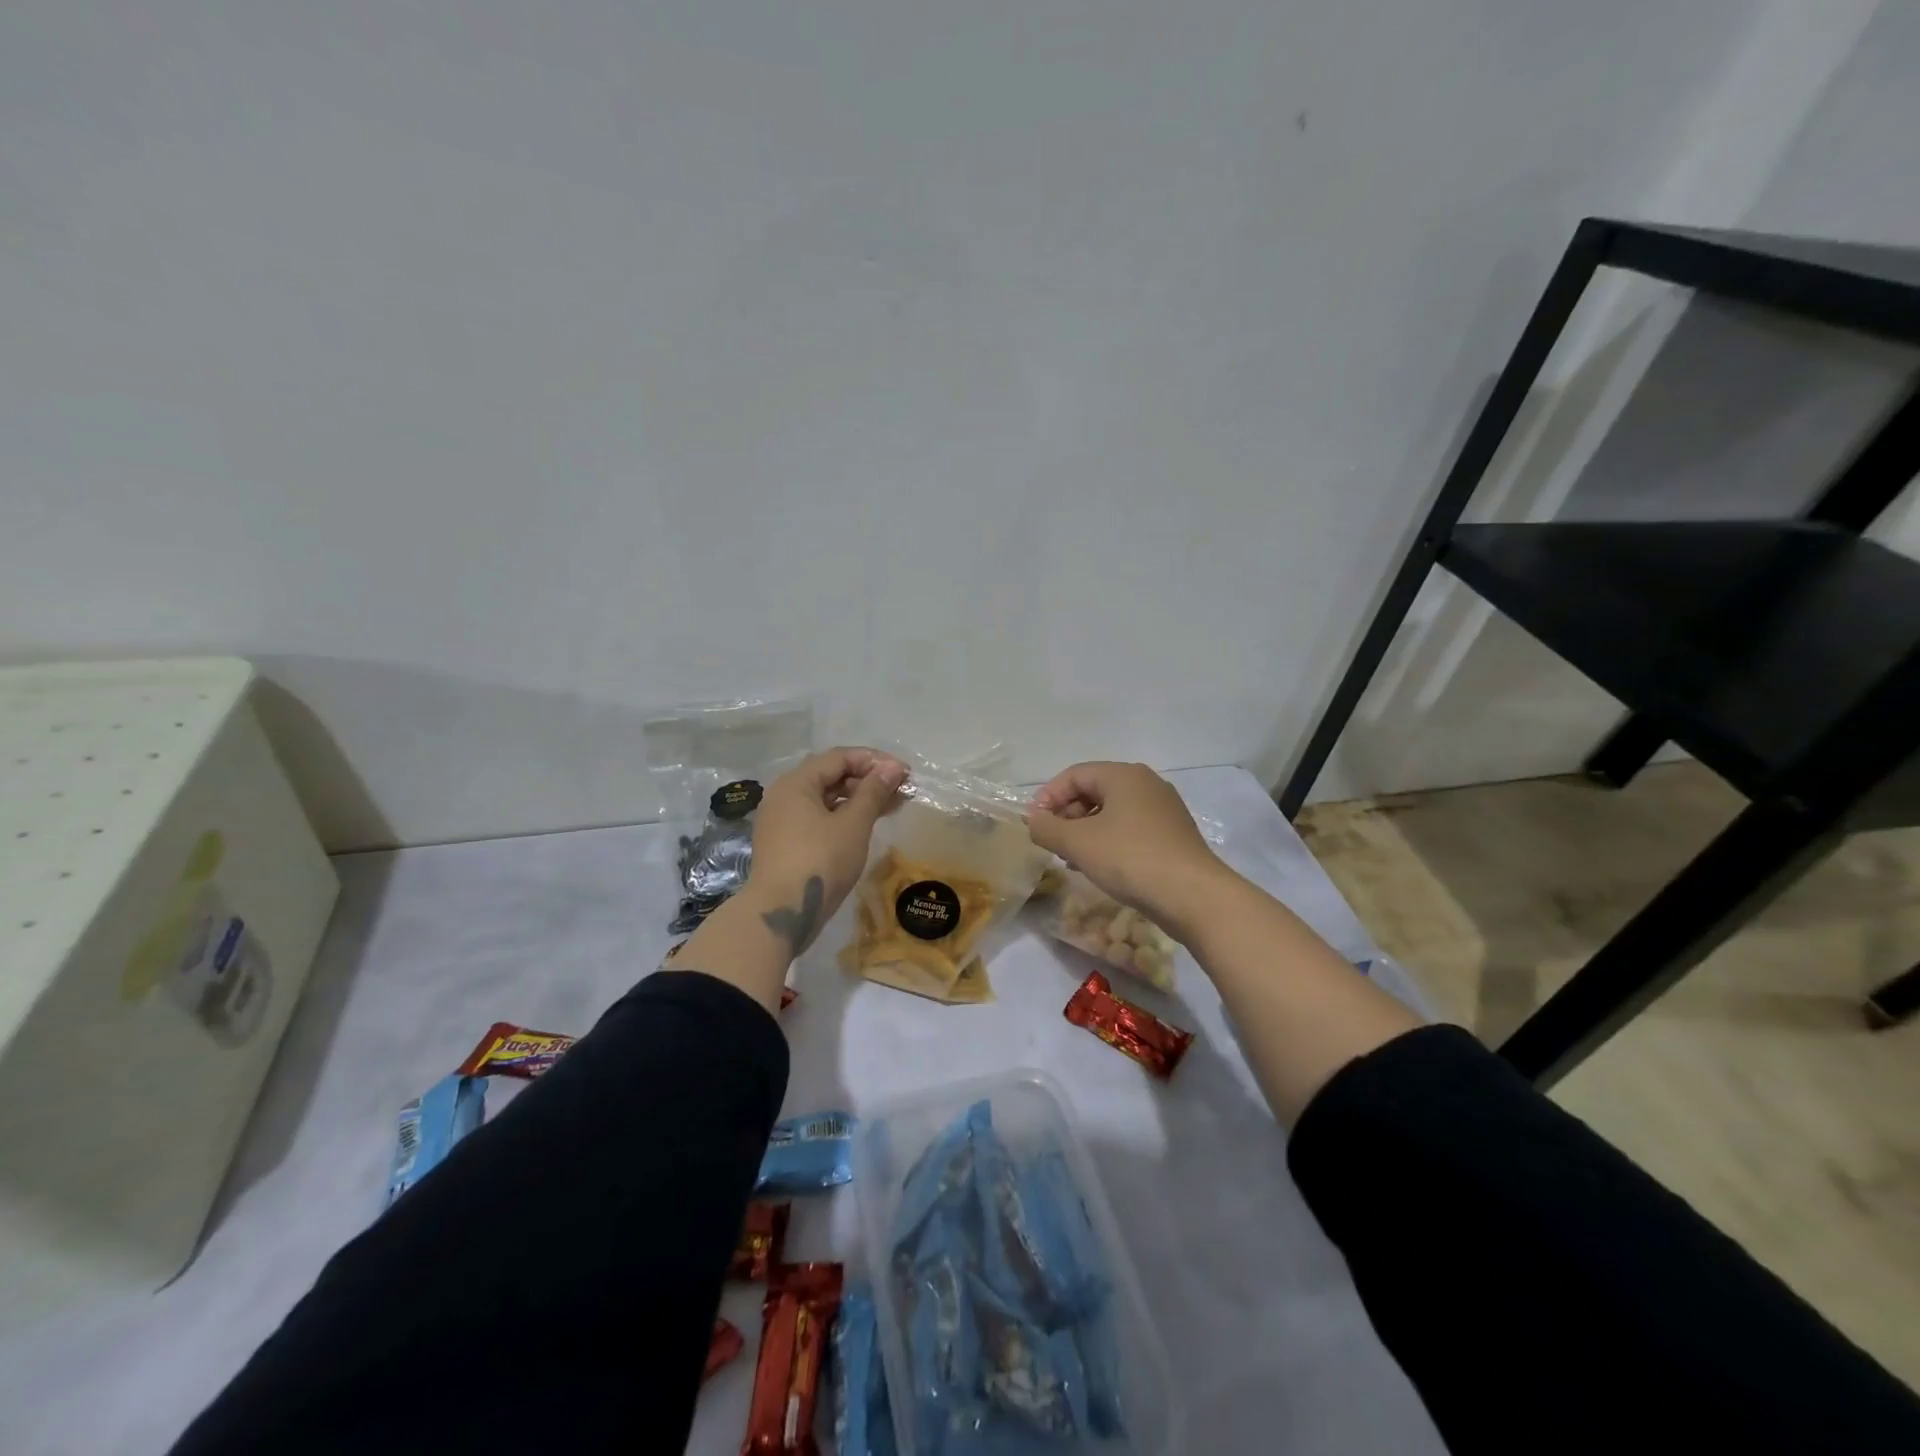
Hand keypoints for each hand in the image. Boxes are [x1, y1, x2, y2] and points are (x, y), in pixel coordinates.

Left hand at [744, 747, 907, 955]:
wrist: (781, 914)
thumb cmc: (820, 861)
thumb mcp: (853, 824)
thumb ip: (873, 792)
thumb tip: (892, 767)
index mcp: (796, 782)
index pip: (839, 757)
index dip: (874, 761)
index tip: (904, 774)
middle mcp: (784, 795)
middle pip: (831, 775)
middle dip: (867, 780)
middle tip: (900, 792)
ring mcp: (781, 820)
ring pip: (825, 799)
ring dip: (858, 799)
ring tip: (890, 808)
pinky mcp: (785, 843)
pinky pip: (817, 818)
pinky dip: (843, 817)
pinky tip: (864, 827)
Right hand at [1026, 762, 1233, 941]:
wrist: (1194, 896)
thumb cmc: (1130, 859)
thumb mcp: (1078, 844)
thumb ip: (1047, 828)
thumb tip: (1033, 820)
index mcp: (1124, 775)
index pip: (1074, 775)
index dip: (1048, 797)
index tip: (1035, 825)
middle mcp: (1146, 784)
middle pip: (1094, 790)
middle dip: (1067, 815)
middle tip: (1053, 843)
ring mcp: (1163, 809)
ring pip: (1112, 811)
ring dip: (1086, 831)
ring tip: (1073, 859)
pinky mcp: (1173, 835)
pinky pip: (1130, 828)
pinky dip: (1109, 841)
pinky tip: (1101, 867)